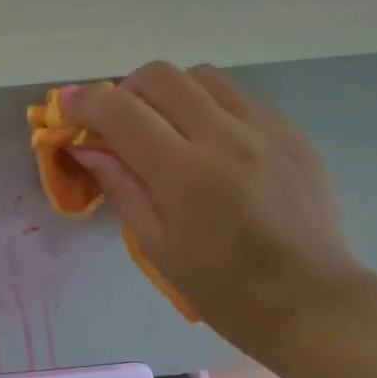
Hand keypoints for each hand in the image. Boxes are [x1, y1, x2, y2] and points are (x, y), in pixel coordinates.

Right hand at [65, 63, 368, 354]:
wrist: (309, 301)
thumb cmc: (224, 290)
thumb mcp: (158, 247)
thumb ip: (122, 188)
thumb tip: (88, 148)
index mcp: (186, 174)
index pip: (123, 112)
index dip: (86, 102)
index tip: (67, 107)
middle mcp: (227, 137)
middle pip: (162, 76)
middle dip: (127, 90)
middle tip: (118, 123)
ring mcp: (266, 129)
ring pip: (204, 77)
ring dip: (171, 93)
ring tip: (165, 129)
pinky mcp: (292, 134)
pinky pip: (240, 100)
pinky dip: (210, 109)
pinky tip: (210, 146)